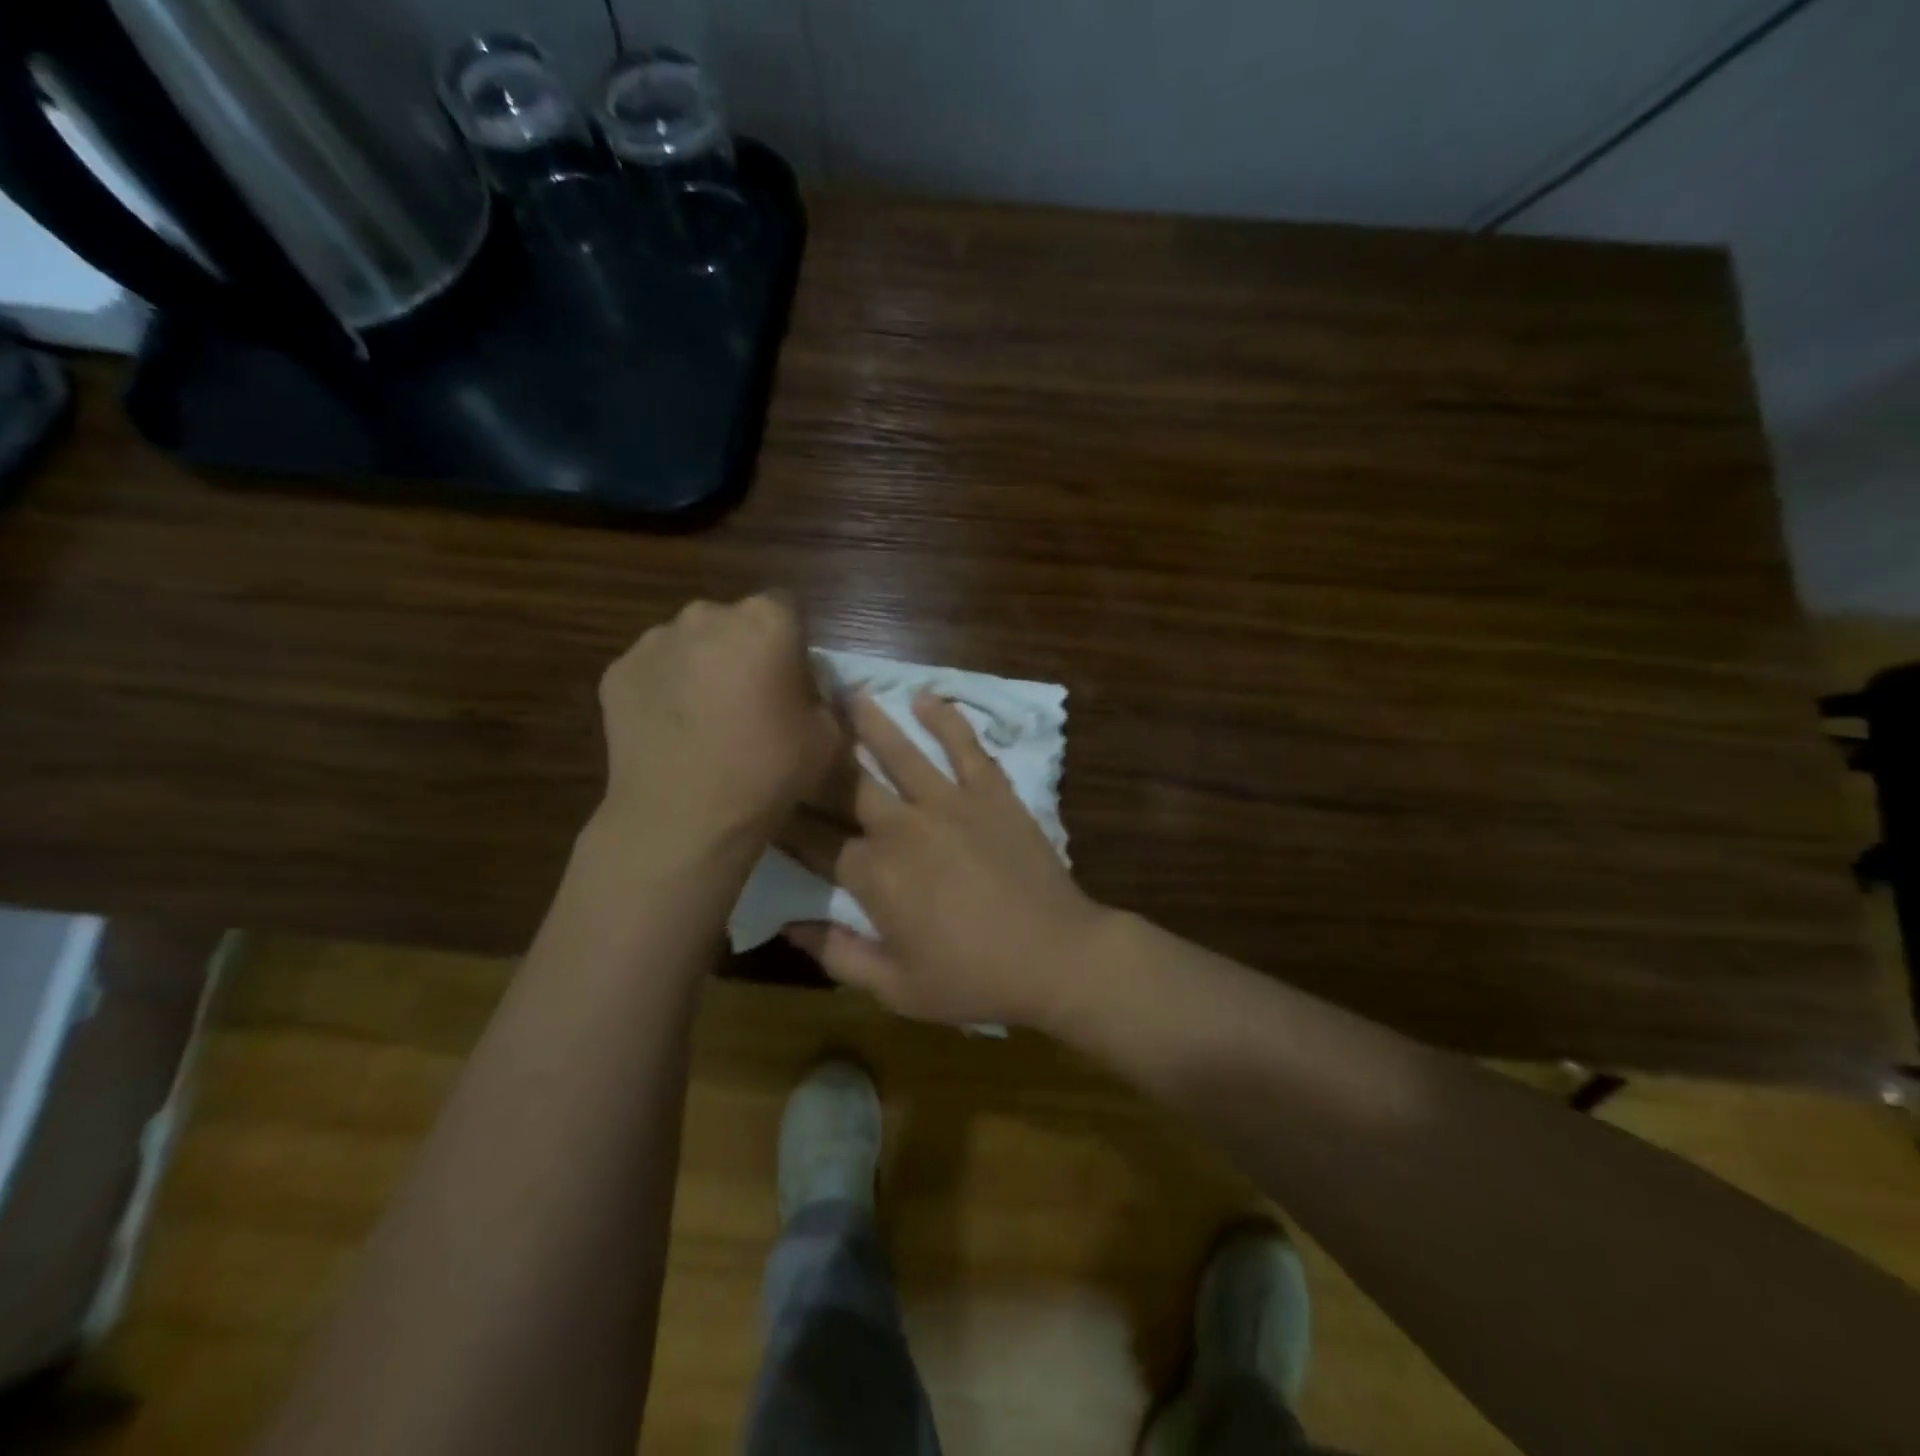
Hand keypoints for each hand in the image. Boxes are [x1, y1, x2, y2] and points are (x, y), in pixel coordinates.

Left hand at [591, 595, 840, 872]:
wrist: (682, 818)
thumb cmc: (766, 773)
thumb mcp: (828, 738)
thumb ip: (823, 698)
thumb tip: (806, 690)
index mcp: (766, 622)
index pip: (787, 608)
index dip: (792, 643)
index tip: (791, 681)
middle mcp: (707, 615)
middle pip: (734, 622)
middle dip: (743, 650)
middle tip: (749, 700)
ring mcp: (654, 641)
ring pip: (690, 644)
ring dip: (702, 667)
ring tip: (704, 720)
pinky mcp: (617, 671)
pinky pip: (654, 671)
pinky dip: (665, 690)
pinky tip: (672, 732)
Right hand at [778, 690, 1105, 1027]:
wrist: (1056, 957)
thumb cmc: (973, 979)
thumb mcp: (896, 988)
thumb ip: (837, 955)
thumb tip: (788, 925)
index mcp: (874, 874)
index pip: (815, 841)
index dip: (784, 821)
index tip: (762, 799)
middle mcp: (903, 826)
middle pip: (846, 785)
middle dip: (814, 758)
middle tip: (792, 726)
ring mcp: (950, 802)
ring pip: (899, 752)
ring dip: (869, 722)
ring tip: (843, 691)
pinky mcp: (991, 792)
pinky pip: (965, 747)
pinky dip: (946, 720)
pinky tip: (926, 698)